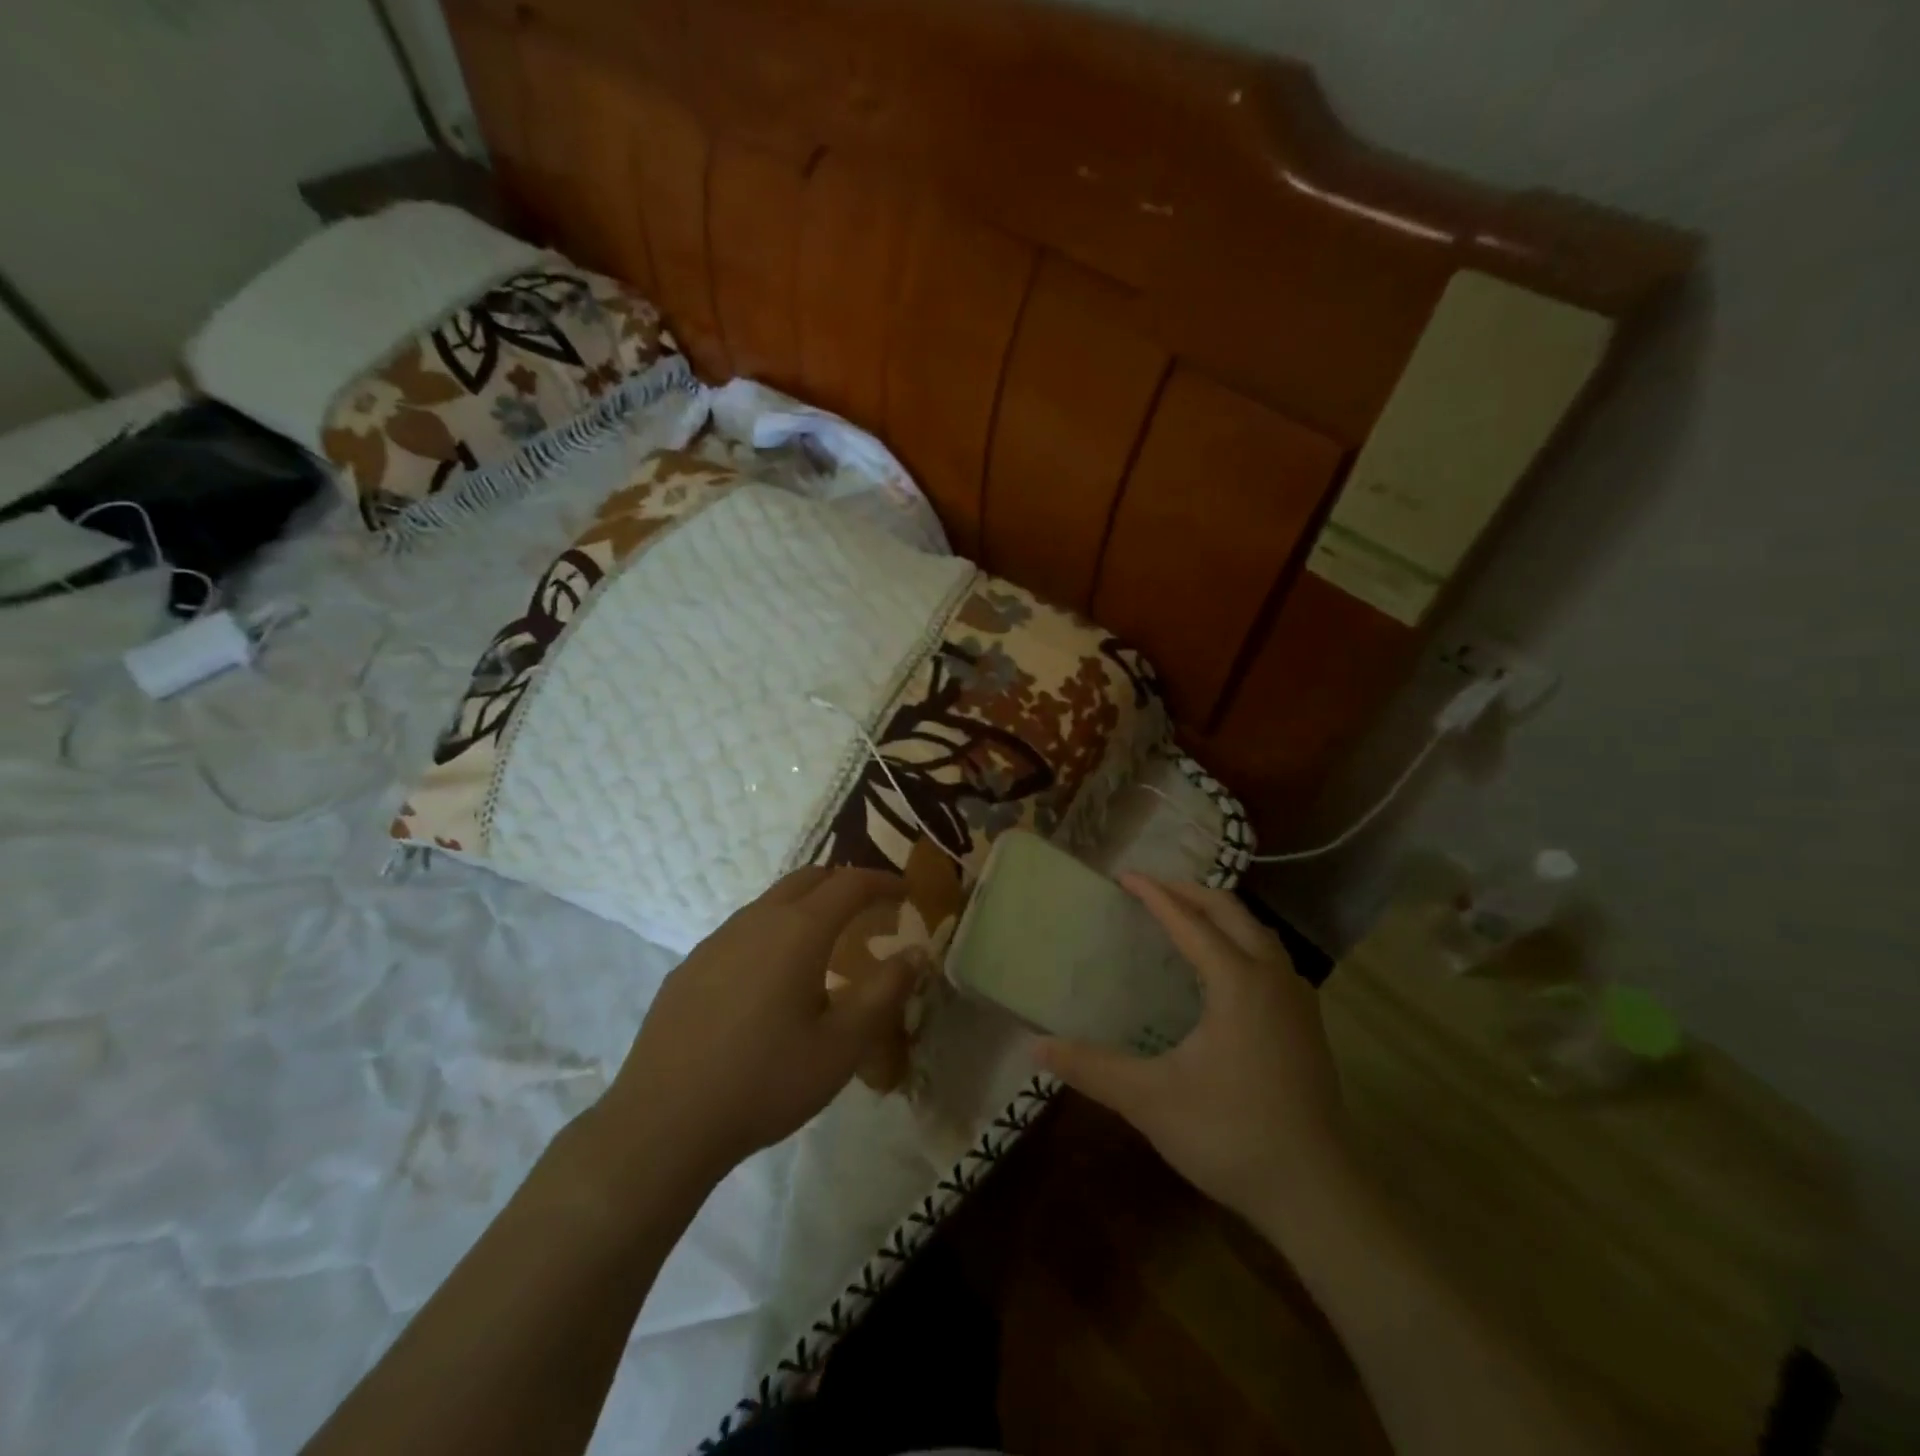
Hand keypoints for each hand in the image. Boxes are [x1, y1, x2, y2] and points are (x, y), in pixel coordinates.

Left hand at [594, 867, 917, 1188]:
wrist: (663, 1122)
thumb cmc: (765, 1081)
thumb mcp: (842, 1045)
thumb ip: (885, 992)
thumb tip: (917, 953)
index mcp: (798, 931)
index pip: (850, 883)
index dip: (882, 882)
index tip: (906, 892)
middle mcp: (756, 920)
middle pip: (808, 879)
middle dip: (844, 885)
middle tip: (869, 913)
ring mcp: (717, 940)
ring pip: (771, 902)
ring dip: (806, 908)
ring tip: (824, 948)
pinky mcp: (690, 966)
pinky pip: (742, 931)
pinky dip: (773, 933)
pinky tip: (770, 981)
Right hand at [1038, 876, 1350, 1225]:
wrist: (1315, 1194)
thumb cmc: (1229, 1135)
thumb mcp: (1149, 1099)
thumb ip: (1091, 1067)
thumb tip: (1036, 1046)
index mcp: (1237, 982)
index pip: (1189, 922)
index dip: (1155, 896)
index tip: (1125, 877)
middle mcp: (1272, 978)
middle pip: (1232, 912)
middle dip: (1190, 893)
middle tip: (1151, 890)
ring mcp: (1298, 1000)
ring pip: (1258, 933)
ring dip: (1221, 915)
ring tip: (1186, 918)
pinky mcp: (1308, 1024)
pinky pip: (1271, 958)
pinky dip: (1242, 941)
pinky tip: (1224, 970)